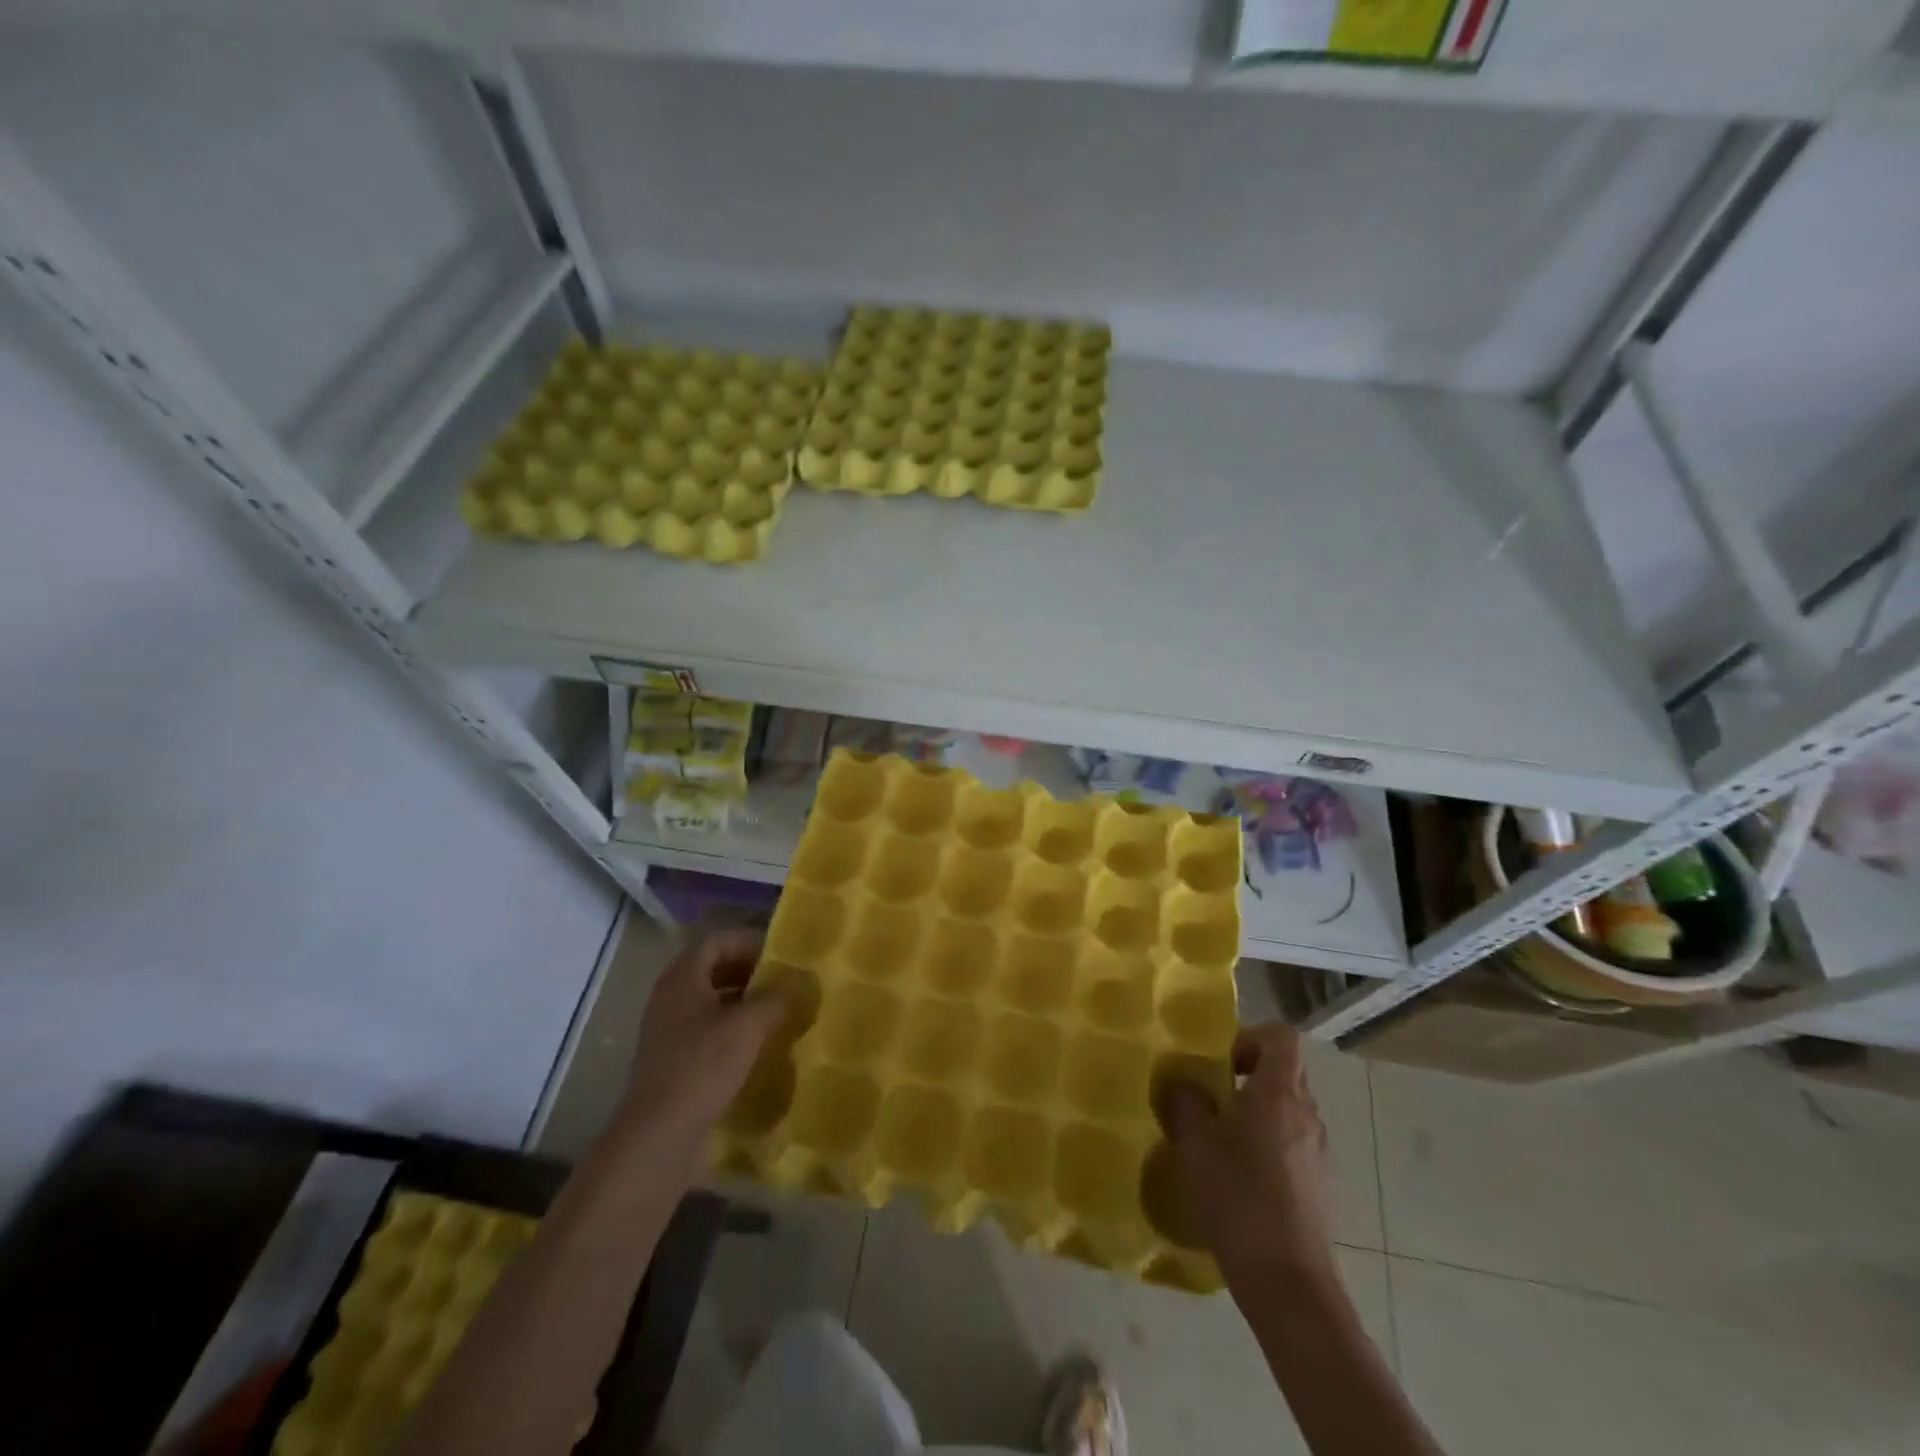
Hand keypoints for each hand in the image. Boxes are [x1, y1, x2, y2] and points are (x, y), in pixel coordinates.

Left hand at [618, 929, 785, 1145]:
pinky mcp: (673, 1060)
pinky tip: (757, 1046)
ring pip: (710, 1002)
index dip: (749, 943)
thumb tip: (795, 983)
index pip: (716, 941)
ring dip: (743, 1002)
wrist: (658, 1136)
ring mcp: (668, 1031)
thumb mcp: (748, 1026)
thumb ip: (775, 997)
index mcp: (682, 979)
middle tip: (783, 984)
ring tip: (776, 1013)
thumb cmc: (702, 1067)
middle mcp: (670, 998)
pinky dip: (731, 1030)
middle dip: (749, 972)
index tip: (780, 958)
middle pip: (712, 969)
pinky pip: (706, 1030)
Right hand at [1159, 1022, 1335, 1281]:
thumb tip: (1183, 1084)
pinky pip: (1292, 1144)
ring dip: (1256, 1114)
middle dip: (1247, 1077)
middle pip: (1284, 1072)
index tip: (1221, 1064)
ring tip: (1220, 1143)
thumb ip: (1185, 1102)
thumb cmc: (1238, 1197)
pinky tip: (1240, 1180)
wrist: (1289, 1283)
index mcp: (1279, 1093)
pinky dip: (1268, 1147)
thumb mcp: (1194, 1143)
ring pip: (1287, 1110)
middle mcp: (1307, 1114)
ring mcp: (1318, 1152)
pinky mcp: (1320, 1186)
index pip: (1281, 1037)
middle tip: (1211, 1100)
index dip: (1250, 1038)